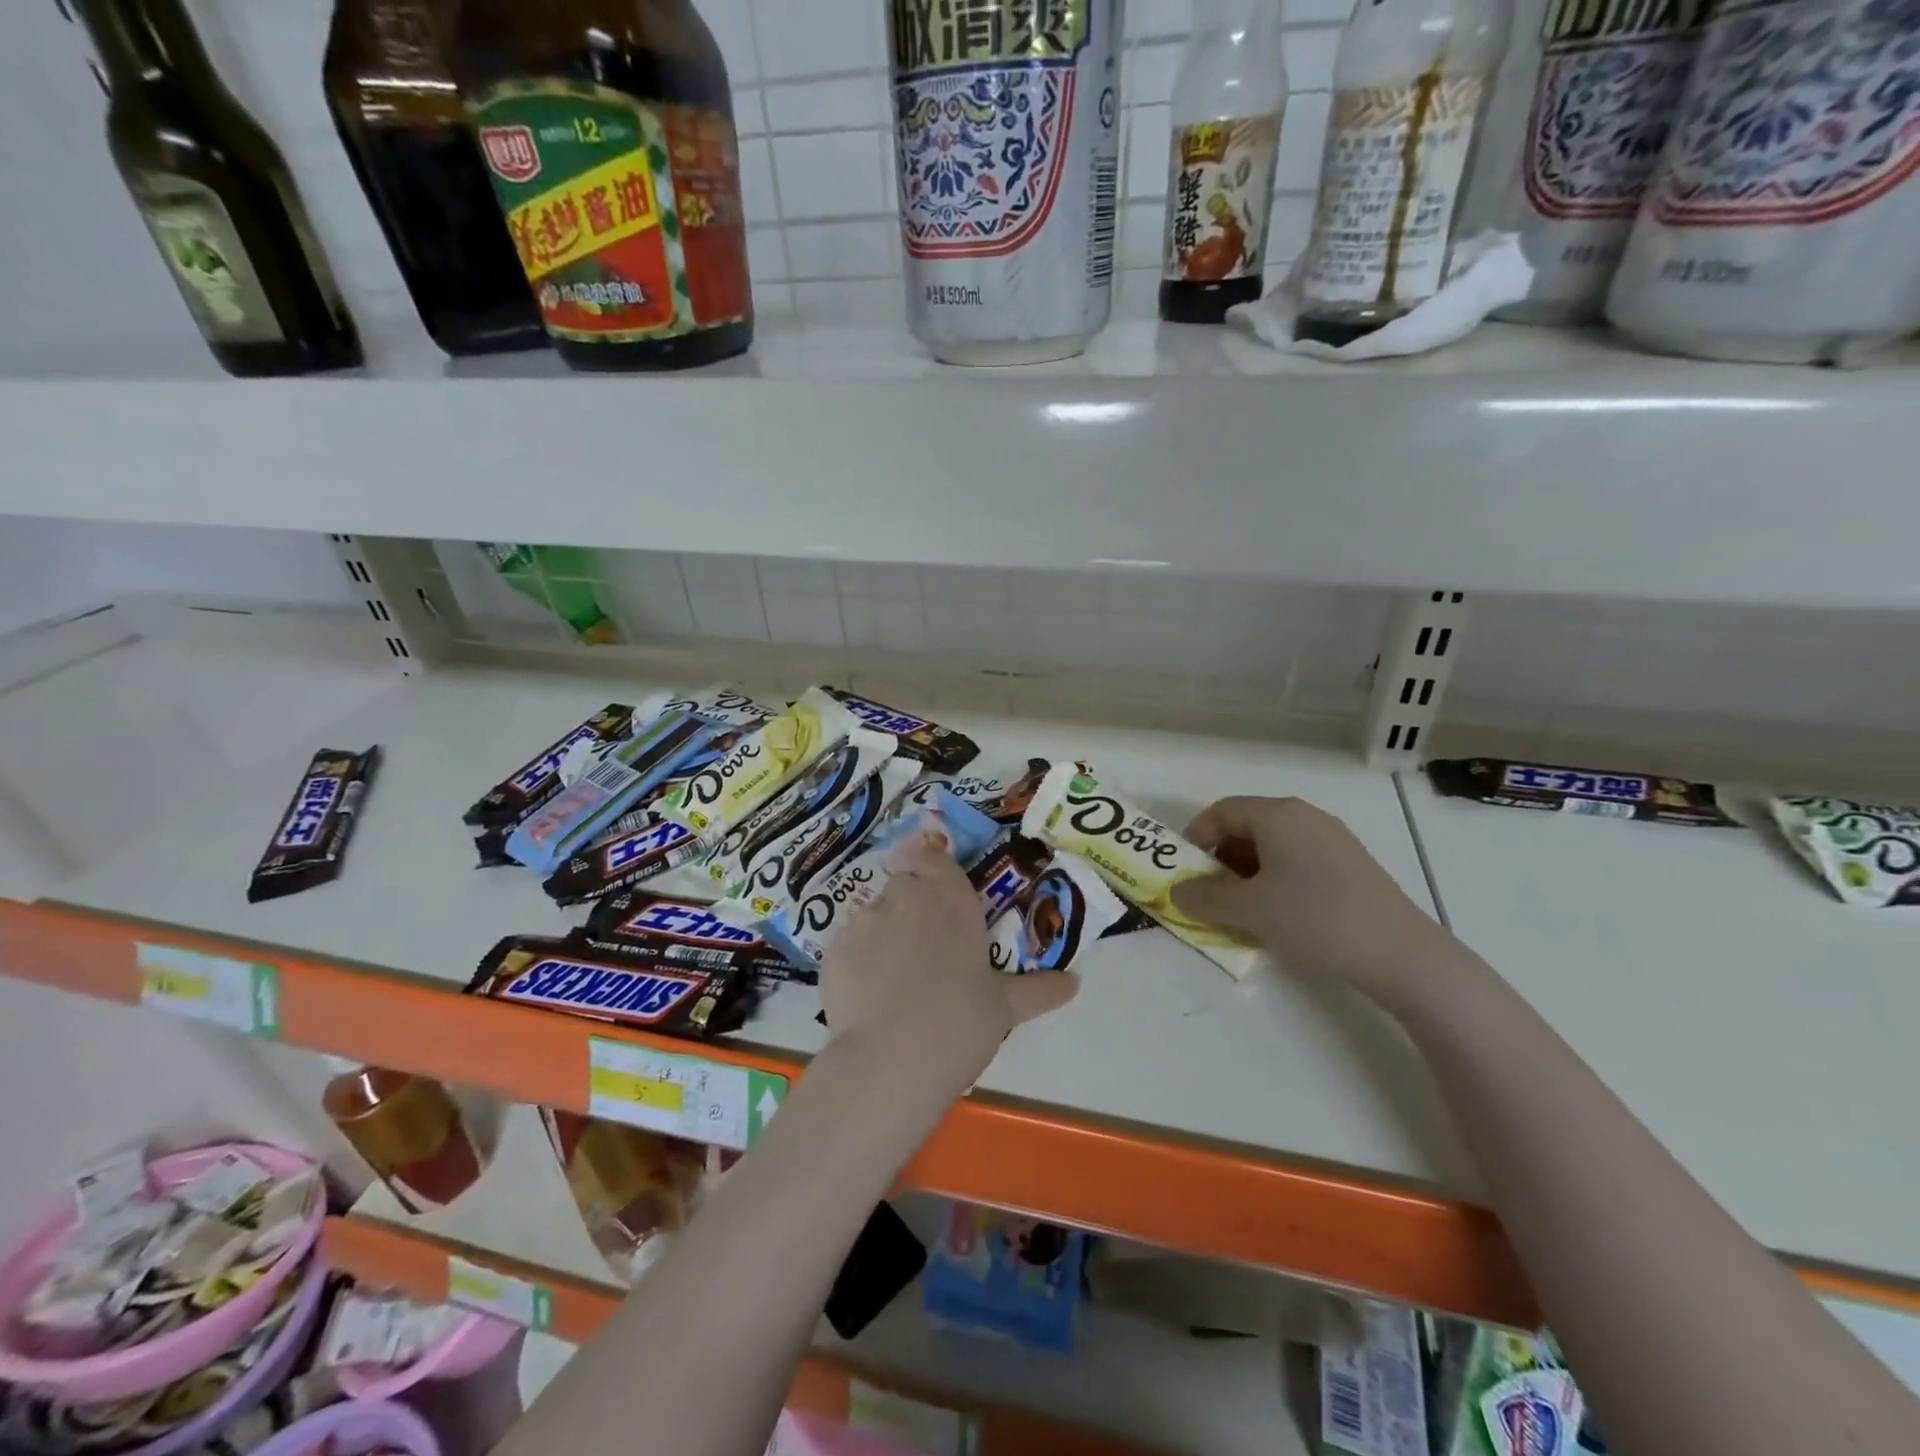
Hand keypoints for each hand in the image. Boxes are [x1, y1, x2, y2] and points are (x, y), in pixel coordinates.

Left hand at [821, 834, 1078, 1095]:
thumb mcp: (1005, 1007)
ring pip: (873, 913)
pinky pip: (848, 944)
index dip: (931, 866)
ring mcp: (865, 919)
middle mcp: (906, 897)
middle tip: (923, 947)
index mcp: (950, 899)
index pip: (934, 857)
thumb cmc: (961, 1022)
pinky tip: (867, 995)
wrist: (892, 1059)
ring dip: (883, 932)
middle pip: (904, 883)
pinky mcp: (833, 947)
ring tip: (893, 978)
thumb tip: (1075, 983)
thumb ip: (1039, 990)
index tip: (935, 887)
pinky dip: (857, 960)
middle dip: (911, 904)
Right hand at [1171, 796, 1450, 1005]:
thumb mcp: (1248, 910)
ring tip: (1242, 909)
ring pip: (1272, 845)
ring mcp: (1332, 838)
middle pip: (1246, 826)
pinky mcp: (1350, 863)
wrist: (1401, 954)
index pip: (1221, 811)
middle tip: (1210, 895)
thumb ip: (1203, 898)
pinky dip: (1275, 879)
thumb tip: (1176, 893)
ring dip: (1246, 872)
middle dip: (1219, 859)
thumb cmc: (1315, 919)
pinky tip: (1280, 913)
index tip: (1185, 873)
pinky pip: (1297, 859)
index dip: (1195, 838)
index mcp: (1278, 815)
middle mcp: (1305, 816)